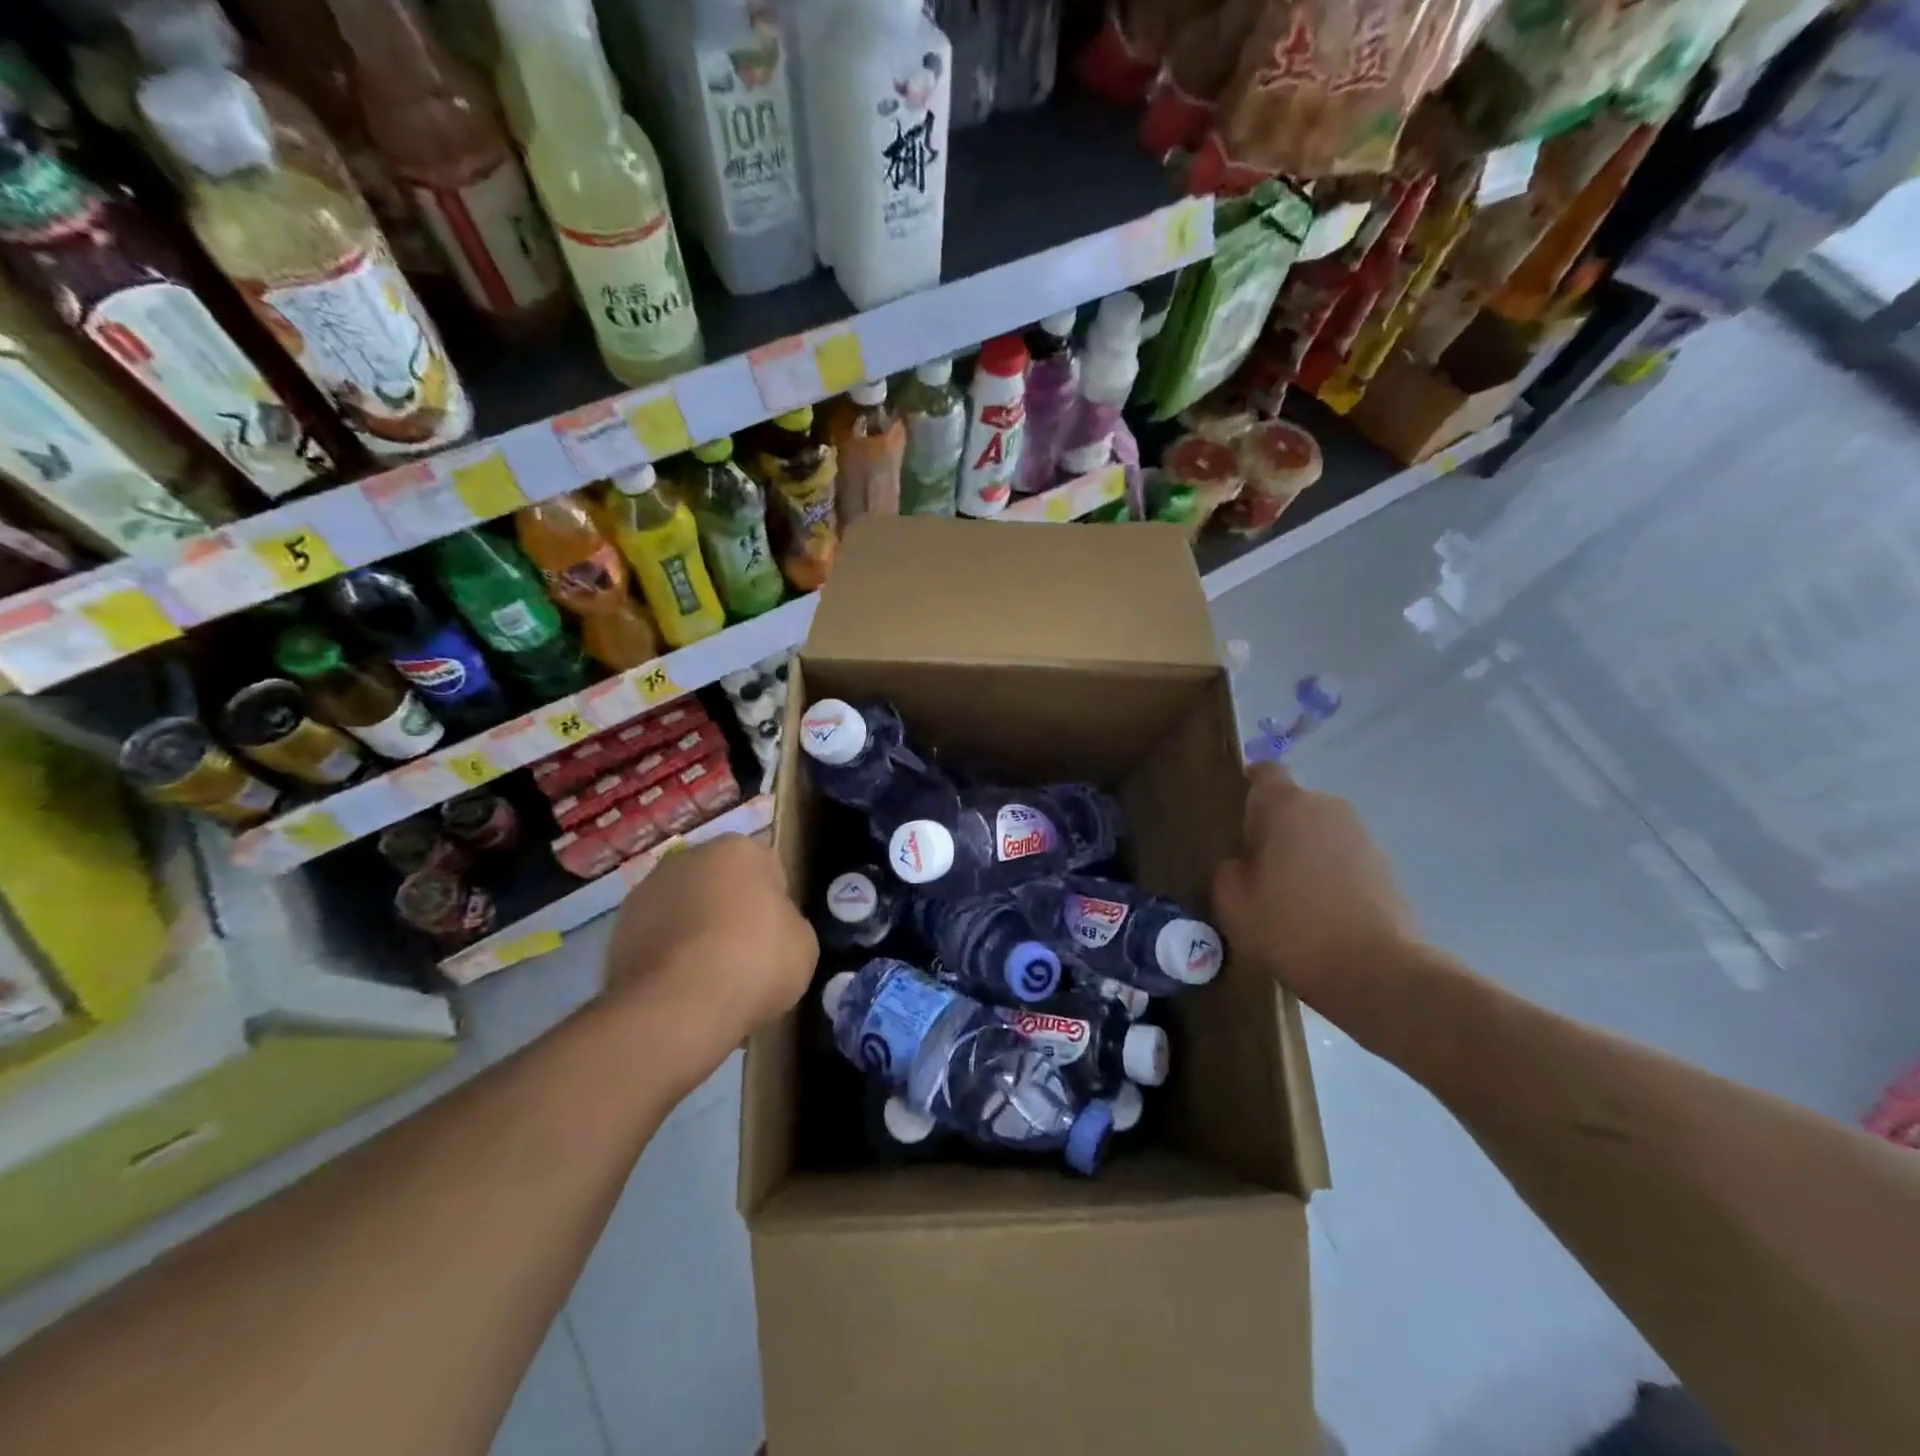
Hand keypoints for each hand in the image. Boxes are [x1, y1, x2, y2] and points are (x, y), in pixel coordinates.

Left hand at [602, 834, 817, 1083]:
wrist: (678, 1007)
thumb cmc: (755, 961)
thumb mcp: (803, 943)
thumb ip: (787, 923)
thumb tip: (770, 928)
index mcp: (739, 849)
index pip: (767, 868)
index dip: (775, 904)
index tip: (776, 936)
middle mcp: (688, 858)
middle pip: (720, 883)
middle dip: (729, 911)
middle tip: (745, 956)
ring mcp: (646, 892)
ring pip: (684, 910)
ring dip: (694, 933)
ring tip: (709, 981)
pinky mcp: (617, 931)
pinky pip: (656, 940)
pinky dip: (667, 958)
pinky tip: (680, 991)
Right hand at [1212, 764, 1420, 1005]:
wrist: (1377, 973)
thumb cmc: (1291, 928)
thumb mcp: (1232, 903)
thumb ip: (1228, 871)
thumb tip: (1242, 864)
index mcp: (1286, 806)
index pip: (1265, 772)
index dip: (1250, 785)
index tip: (1237, 813)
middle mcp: (1327, 808)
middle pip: (1293, 804)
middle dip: (1275, 827)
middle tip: (1257, 865)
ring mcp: (1362, 836)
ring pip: (1320, 832)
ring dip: (1304, 851)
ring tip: (1289, 894)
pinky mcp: (1386, 867)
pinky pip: (1344, 859)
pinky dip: (1330, 874)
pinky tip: (1319, 911)